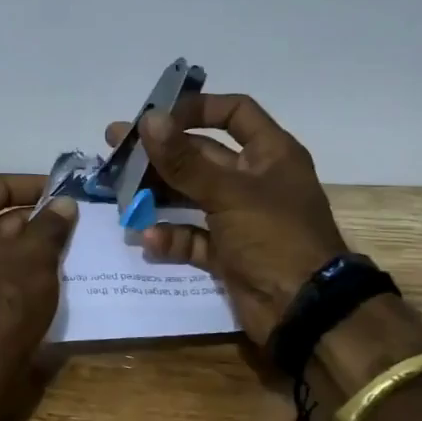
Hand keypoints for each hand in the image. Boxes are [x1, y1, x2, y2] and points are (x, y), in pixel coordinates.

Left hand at [0, 174, 76, 365]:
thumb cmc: (7, 296)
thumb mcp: (38, 254)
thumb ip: (52, 223)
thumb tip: (63, 203)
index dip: (32, 185)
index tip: (62, 193)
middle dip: (32, 216)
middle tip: (67, 222)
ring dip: (25, 242)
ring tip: (62, 247)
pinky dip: (12, 264)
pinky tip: (42, 274)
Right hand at [104, 94, 348, 345]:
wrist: (305, 311)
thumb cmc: (275, 237)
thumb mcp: (228, 193)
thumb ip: (184, 160)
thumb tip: (148, 118)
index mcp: (270, 154)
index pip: (234, 112)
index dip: (197, 108)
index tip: (156, 116)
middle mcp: (255, 180)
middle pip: (202, 155)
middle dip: (161, 153)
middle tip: (116, 148)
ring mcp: (241, 218)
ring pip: (191, 195)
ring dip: (158, 194)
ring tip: (119, 192)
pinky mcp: (228, 253)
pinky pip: (192, 237)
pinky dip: (171, 237)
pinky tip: (147, 237)